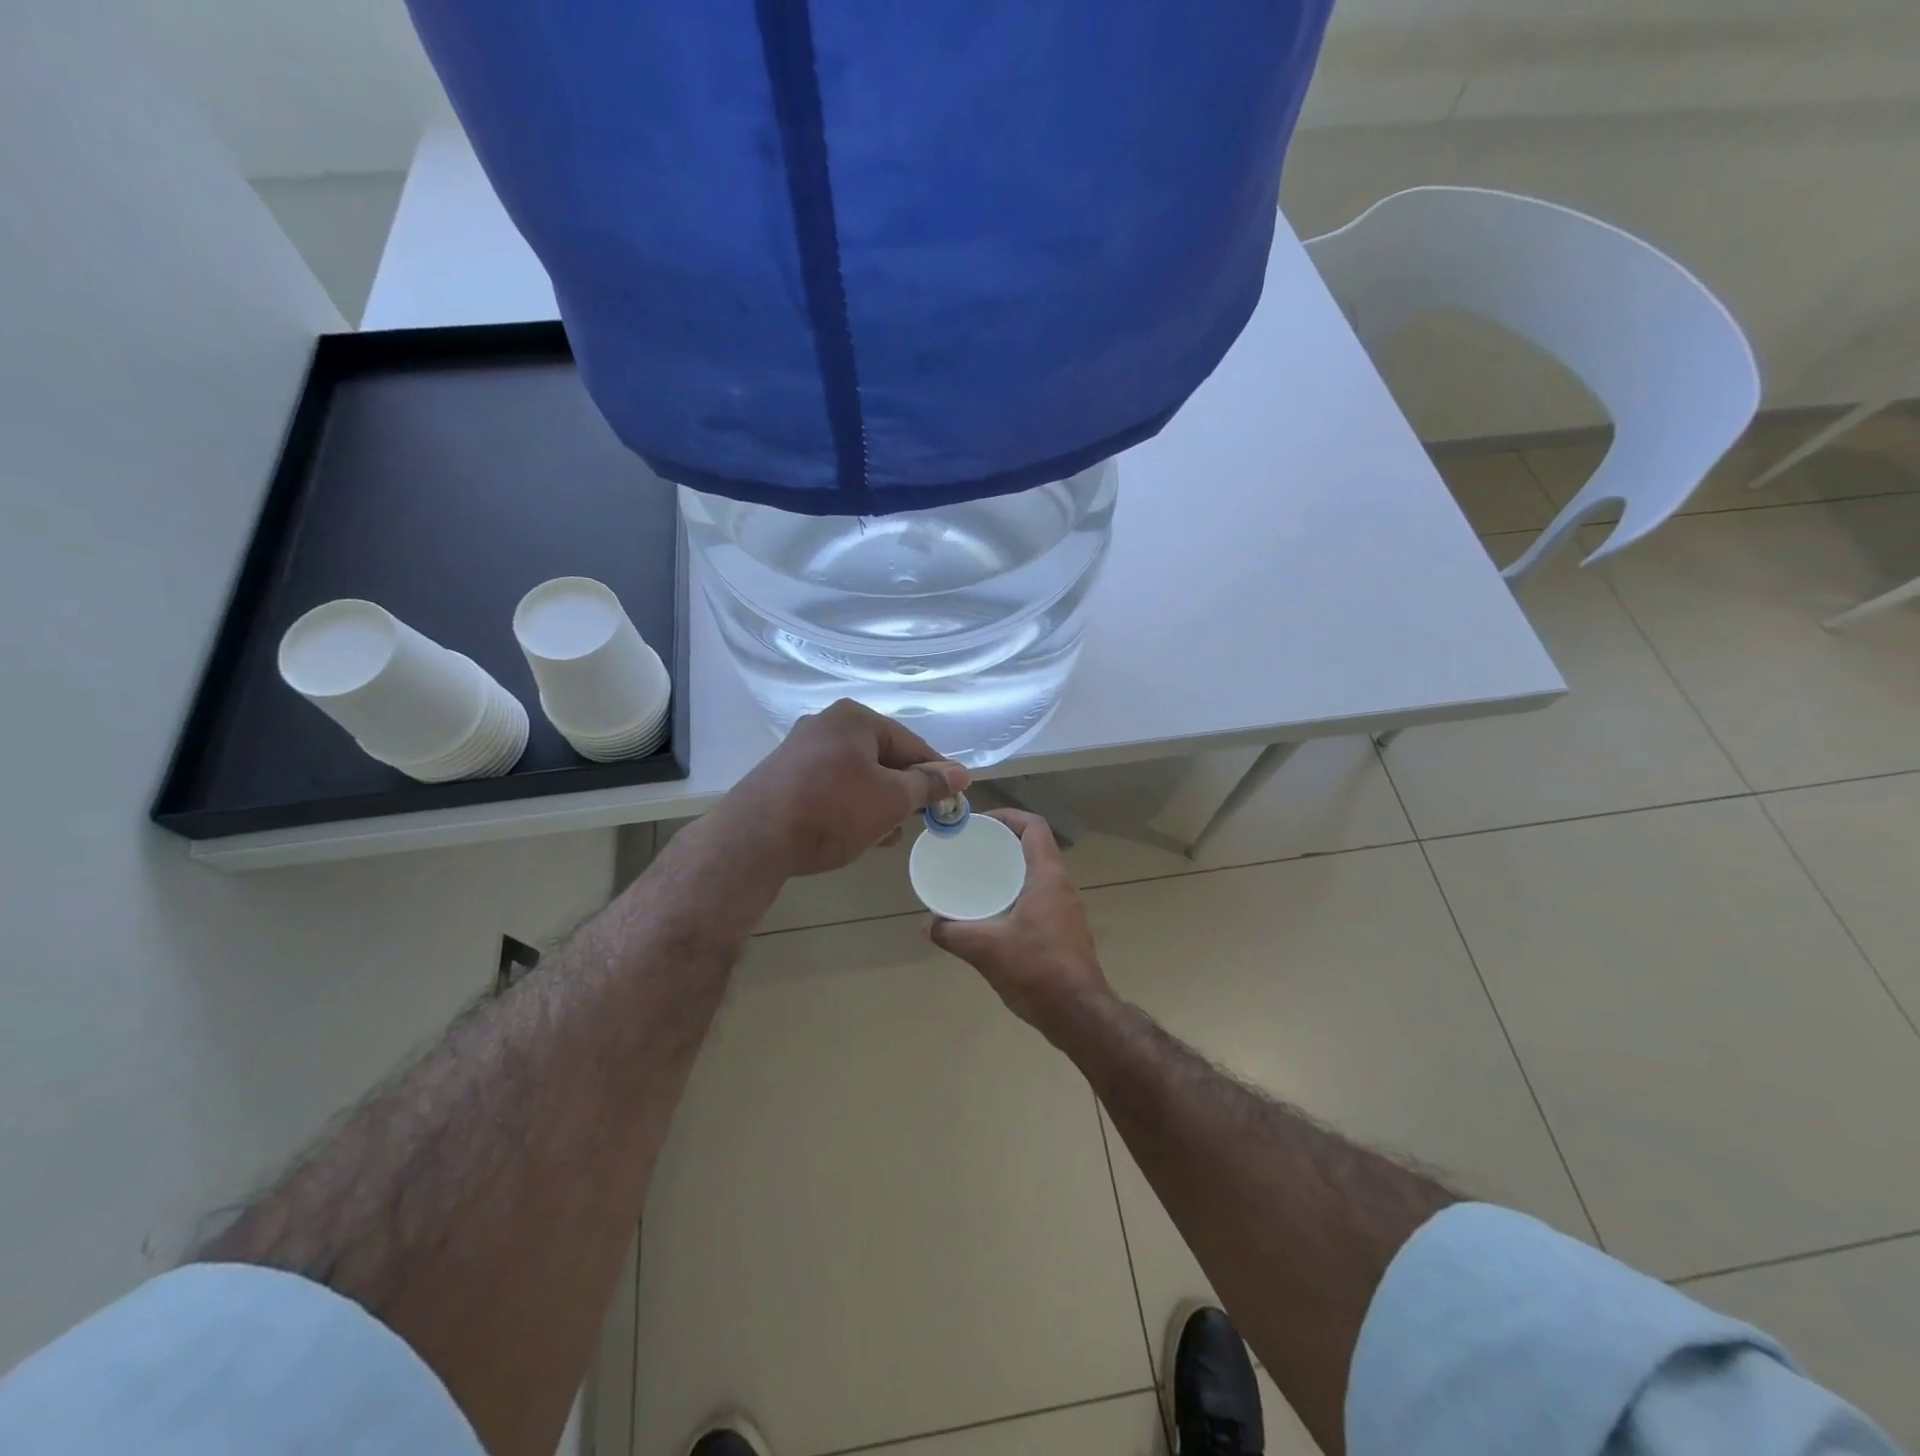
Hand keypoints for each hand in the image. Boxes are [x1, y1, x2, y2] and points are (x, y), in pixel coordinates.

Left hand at [721, 699, 969, 878]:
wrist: (754, 840)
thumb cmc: (832, 810)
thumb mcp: (891, 800)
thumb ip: (929, 785)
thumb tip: (961, 773)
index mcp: (854, 718)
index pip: (910, 743)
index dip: (936, 772)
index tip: (954, 799)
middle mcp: (825, 724)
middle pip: (882, 756)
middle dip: (903, 790)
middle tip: (918, 820)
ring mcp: (800, 749)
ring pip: (856, 774)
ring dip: (877, 801)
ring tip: (887, 833)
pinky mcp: (783, 776)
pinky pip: (831, 786)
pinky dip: (849, 805)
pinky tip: (855, 832)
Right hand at [928, 809, 1110, 1031]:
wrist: (1079, 1014)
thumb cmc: (1036, 970)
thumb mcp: (986, 949)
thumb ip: (952, 933)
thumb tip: (927, 925)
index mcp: (1048, 877)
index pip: (1034, 827)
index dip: (1008, 817)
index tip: (980, 824)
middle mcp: (1062, 886)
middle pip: (1035, 848)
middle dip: (1004, 844)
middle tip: (973, 850)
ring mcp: (1068, 910)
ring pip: (1039, 875)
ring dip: (1012, 871)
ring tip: (980, 879)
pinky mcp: (1067, 931)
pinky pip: (1041, 898)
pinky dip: (1019, 894)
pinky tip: (996, 914)